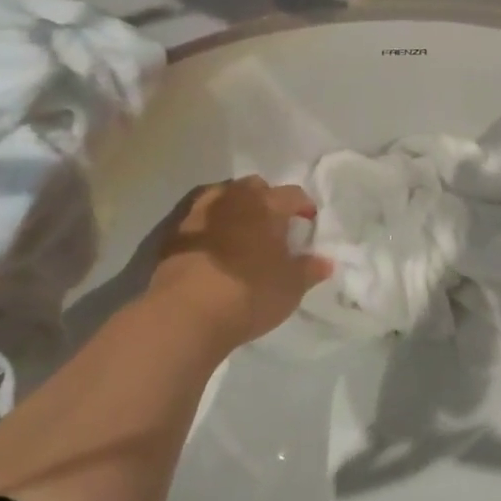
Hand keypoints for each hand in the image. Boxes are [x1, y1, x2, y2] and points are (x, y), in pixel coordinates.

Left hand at [145, 177, 333, 351]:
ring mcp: (200, 212)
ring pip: (223, 196)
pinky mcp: (174, 231)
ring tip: (241, 231)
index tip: (308, 221)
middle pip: (255, 187)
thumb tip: (326, 261)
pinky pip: (198, 218)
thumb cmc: (248, 294)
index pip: (293, 194)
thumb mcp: (290, 287)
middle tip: (273, 224)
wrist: (185, 313)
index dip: (304, 206)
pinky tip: (212, 245)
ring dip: (235, 208)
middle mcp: (234, 198)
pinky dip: (209, 225)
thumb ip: (310, 270)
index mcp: (267, 205)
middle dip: (267, 199)